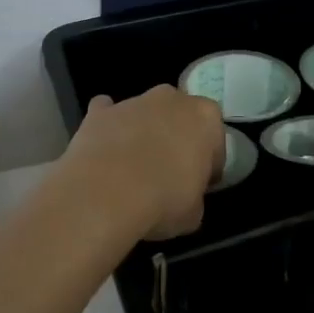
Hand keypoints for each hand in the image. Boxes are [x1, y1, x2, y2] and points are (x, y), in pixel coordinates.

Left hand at [62, 85, 226, 240]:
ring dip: (142, 132)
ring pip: (143, 113)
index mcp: (205, 117)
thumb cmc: (163, 201)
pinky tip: (104, 150)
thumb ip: (194, 195)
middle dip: (175, 137)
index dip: (207, 163)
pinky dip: (107, 127)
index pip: (214, 140)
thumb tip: (184, 197)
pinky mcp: (99, 112)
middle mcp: (171, 100)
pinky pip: (106, 113)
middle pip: (179, 116)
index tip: (198, 183)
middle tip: (168, 170)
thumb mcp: (194, 212)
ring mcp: (132, 102)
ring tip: (131, 168)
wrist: (105, 194)